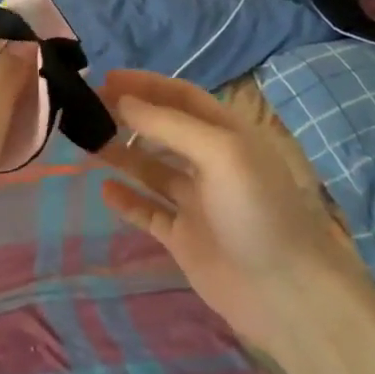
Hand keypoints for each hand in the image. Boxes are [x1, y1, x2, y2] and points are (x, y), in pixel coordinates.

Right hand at [96, 69, 368, 349]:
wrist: (288, 295)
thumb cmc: (257, 210)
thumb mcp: (220, 152)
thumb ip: (168, 125)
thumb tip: (122, 100)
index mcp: (227, 135)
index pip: (181, 97)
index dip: (146, 84)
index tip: (106, 78)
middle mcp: (211, 163)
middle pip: (163, 130)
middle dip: (128, 116)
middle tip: (88, 109)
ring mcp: (197, 202)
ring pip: (151, 169)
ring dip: (121, 154)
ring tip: (86, 142)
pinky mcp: (185, 238)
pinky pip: (149, 212)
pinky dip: (127, 200)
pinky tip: (104, 190)